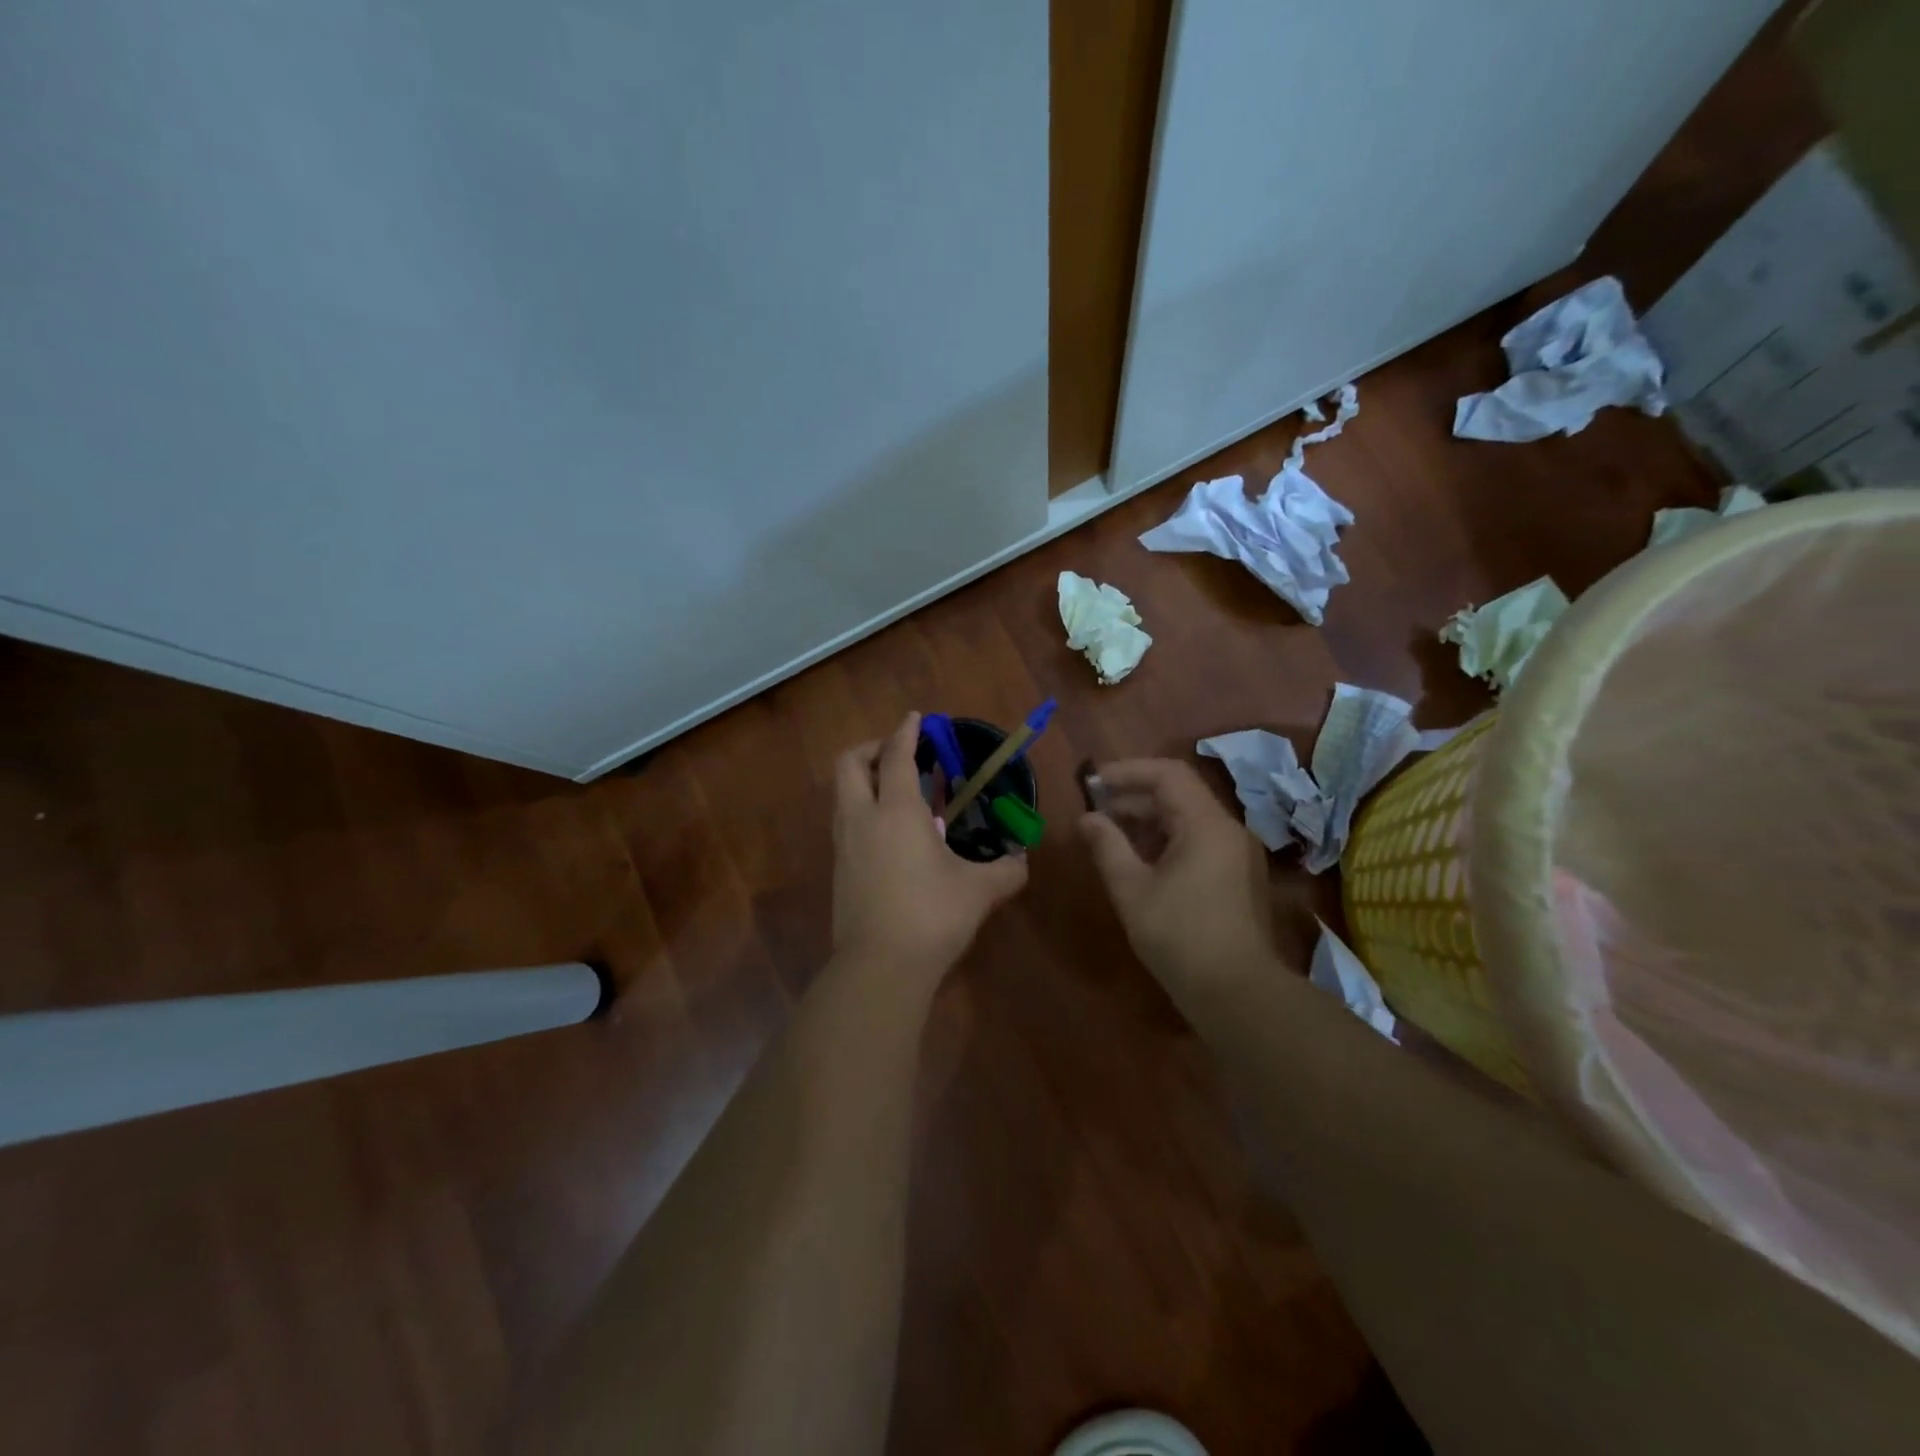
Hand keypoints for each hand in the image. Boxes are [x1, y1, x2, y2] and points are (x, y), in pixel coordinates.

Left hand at [832, 712, 1028, 977]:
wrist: (879, 967)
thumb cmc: (932, 916)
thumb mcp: (979, 891)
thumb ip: (1006, 871)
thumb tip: (1022, 862)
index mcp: (896, 811)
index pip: (896, 756)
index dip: (905, 732)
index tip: (916, 719)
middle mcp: (862, 819)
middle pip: (849, 764)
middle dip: (872, 748)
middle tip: (899, 754)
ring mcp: (844, 845)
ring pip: (843, 794)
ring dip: (865, 780)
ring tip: (898, 792)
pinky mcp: (838, 870)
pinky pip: (846, 823)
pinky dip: (863, 811)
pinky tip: (891, 834)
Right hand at [1079, 759, 1277, 989]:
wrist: (1237, 993)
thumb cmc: (1180, 937)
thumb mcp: (1132, 890)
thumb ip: (1107, 846)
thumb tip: (1087, 818)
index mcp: (1206, 824)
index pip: (1167, 774)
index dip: (1127, 771)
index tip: (1093, 783)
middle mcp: (1227, 828)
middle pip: (1178, 793)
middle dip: (1134, 796)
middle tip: (1095, 809)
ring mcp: (1236, 852)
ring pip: (1187, 817)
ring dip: (1148, 818)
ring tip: (1110, 833)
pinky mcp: (1236, 874)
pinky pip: (1198, 839)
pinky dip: (1166, 839)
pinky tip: (1139, 858)